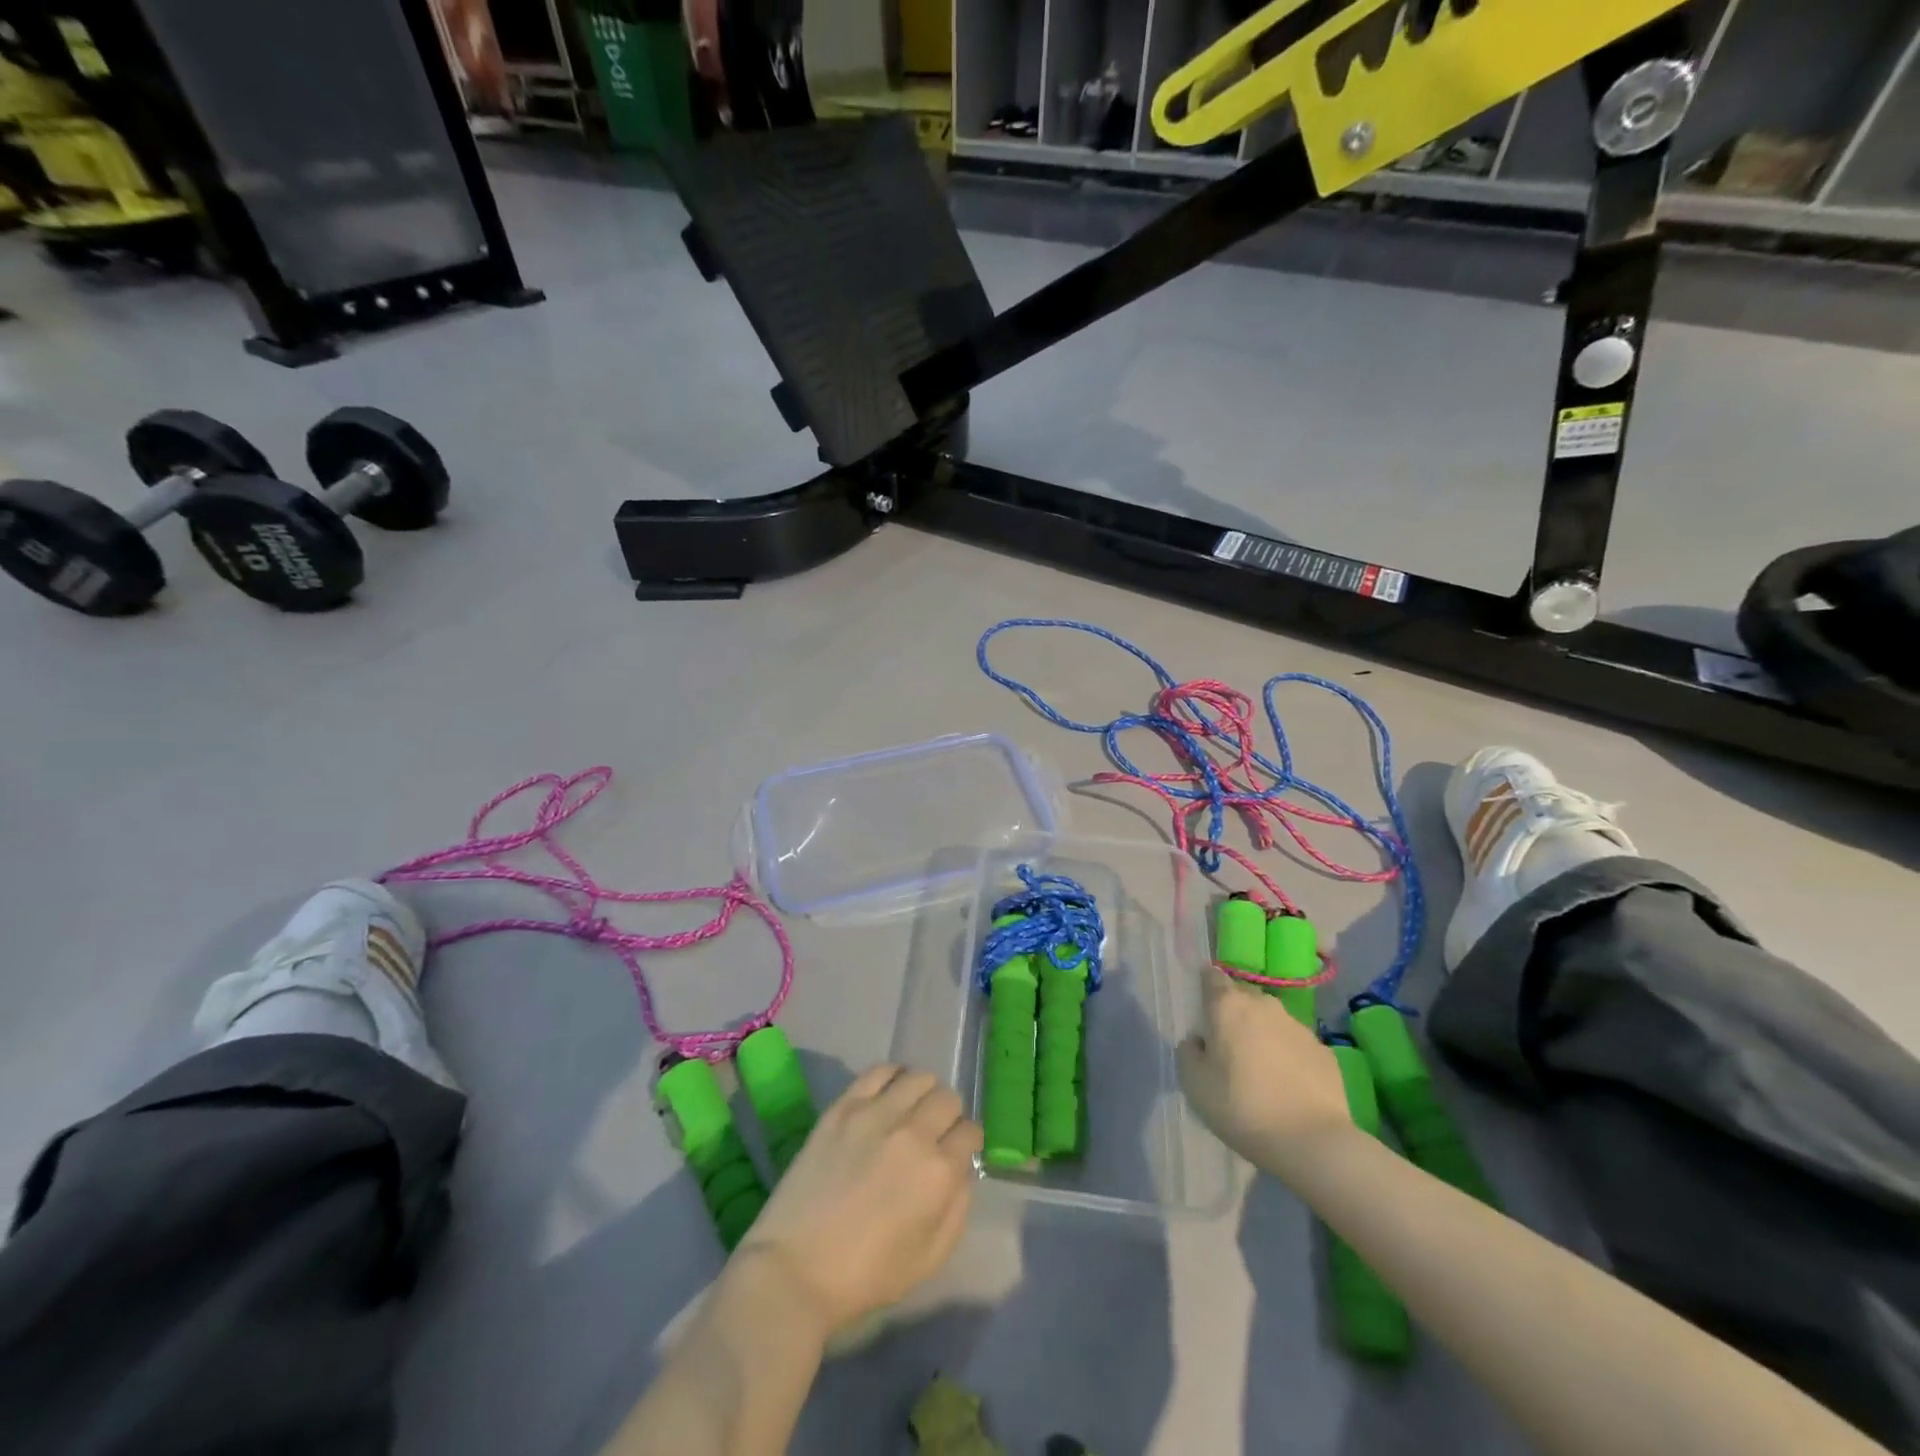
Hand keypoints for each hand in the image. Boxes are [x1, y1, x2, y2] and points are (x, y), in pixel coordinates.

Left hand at [734, 1064, 982, 1337]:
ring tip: (911, 1112)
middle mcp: (914, 1133)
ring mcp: (876, 1114)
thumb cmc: (866, 1276)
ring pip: (919, 1077)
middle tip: (934, 1135)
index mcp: (939, 1172)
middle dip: (948, 1117)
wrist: (796, 1269)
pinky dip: (893, 1076)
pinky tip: (889, 1093)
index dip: (967, 1144)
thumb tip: (963, 1170)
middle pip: (948, 1099)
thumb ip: (958, 1208)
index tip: (956, 1154)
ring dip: (924, 1094)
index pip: (970, 1132)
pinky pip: (880, 1071)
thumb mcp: (929, 1259)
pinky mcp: (844, 1106)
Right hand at [1177, 968, 1351, 1175]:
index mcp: (1228, 1005)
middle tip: (1228, 1045)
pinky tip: (1287, 1085)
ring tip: (1259, 1069)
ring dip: (1262, 1034)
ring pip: (1272, 1020)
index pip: (1212, 977)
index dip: (1205, 986)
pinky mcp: (1324, 1051)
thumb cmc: (1242, 1107)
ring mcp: (1298, 1026)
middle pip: (1243, 997)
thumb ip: (1188, 1053)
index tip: (1202, 1008)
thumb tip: (1199, 1041)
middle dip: (1234, 1013)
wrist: (1312, 1141)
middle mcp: (1264, 1005)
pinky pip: (1296, 1044)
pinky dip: (1288, 1055)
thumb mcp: (1194, 1084)